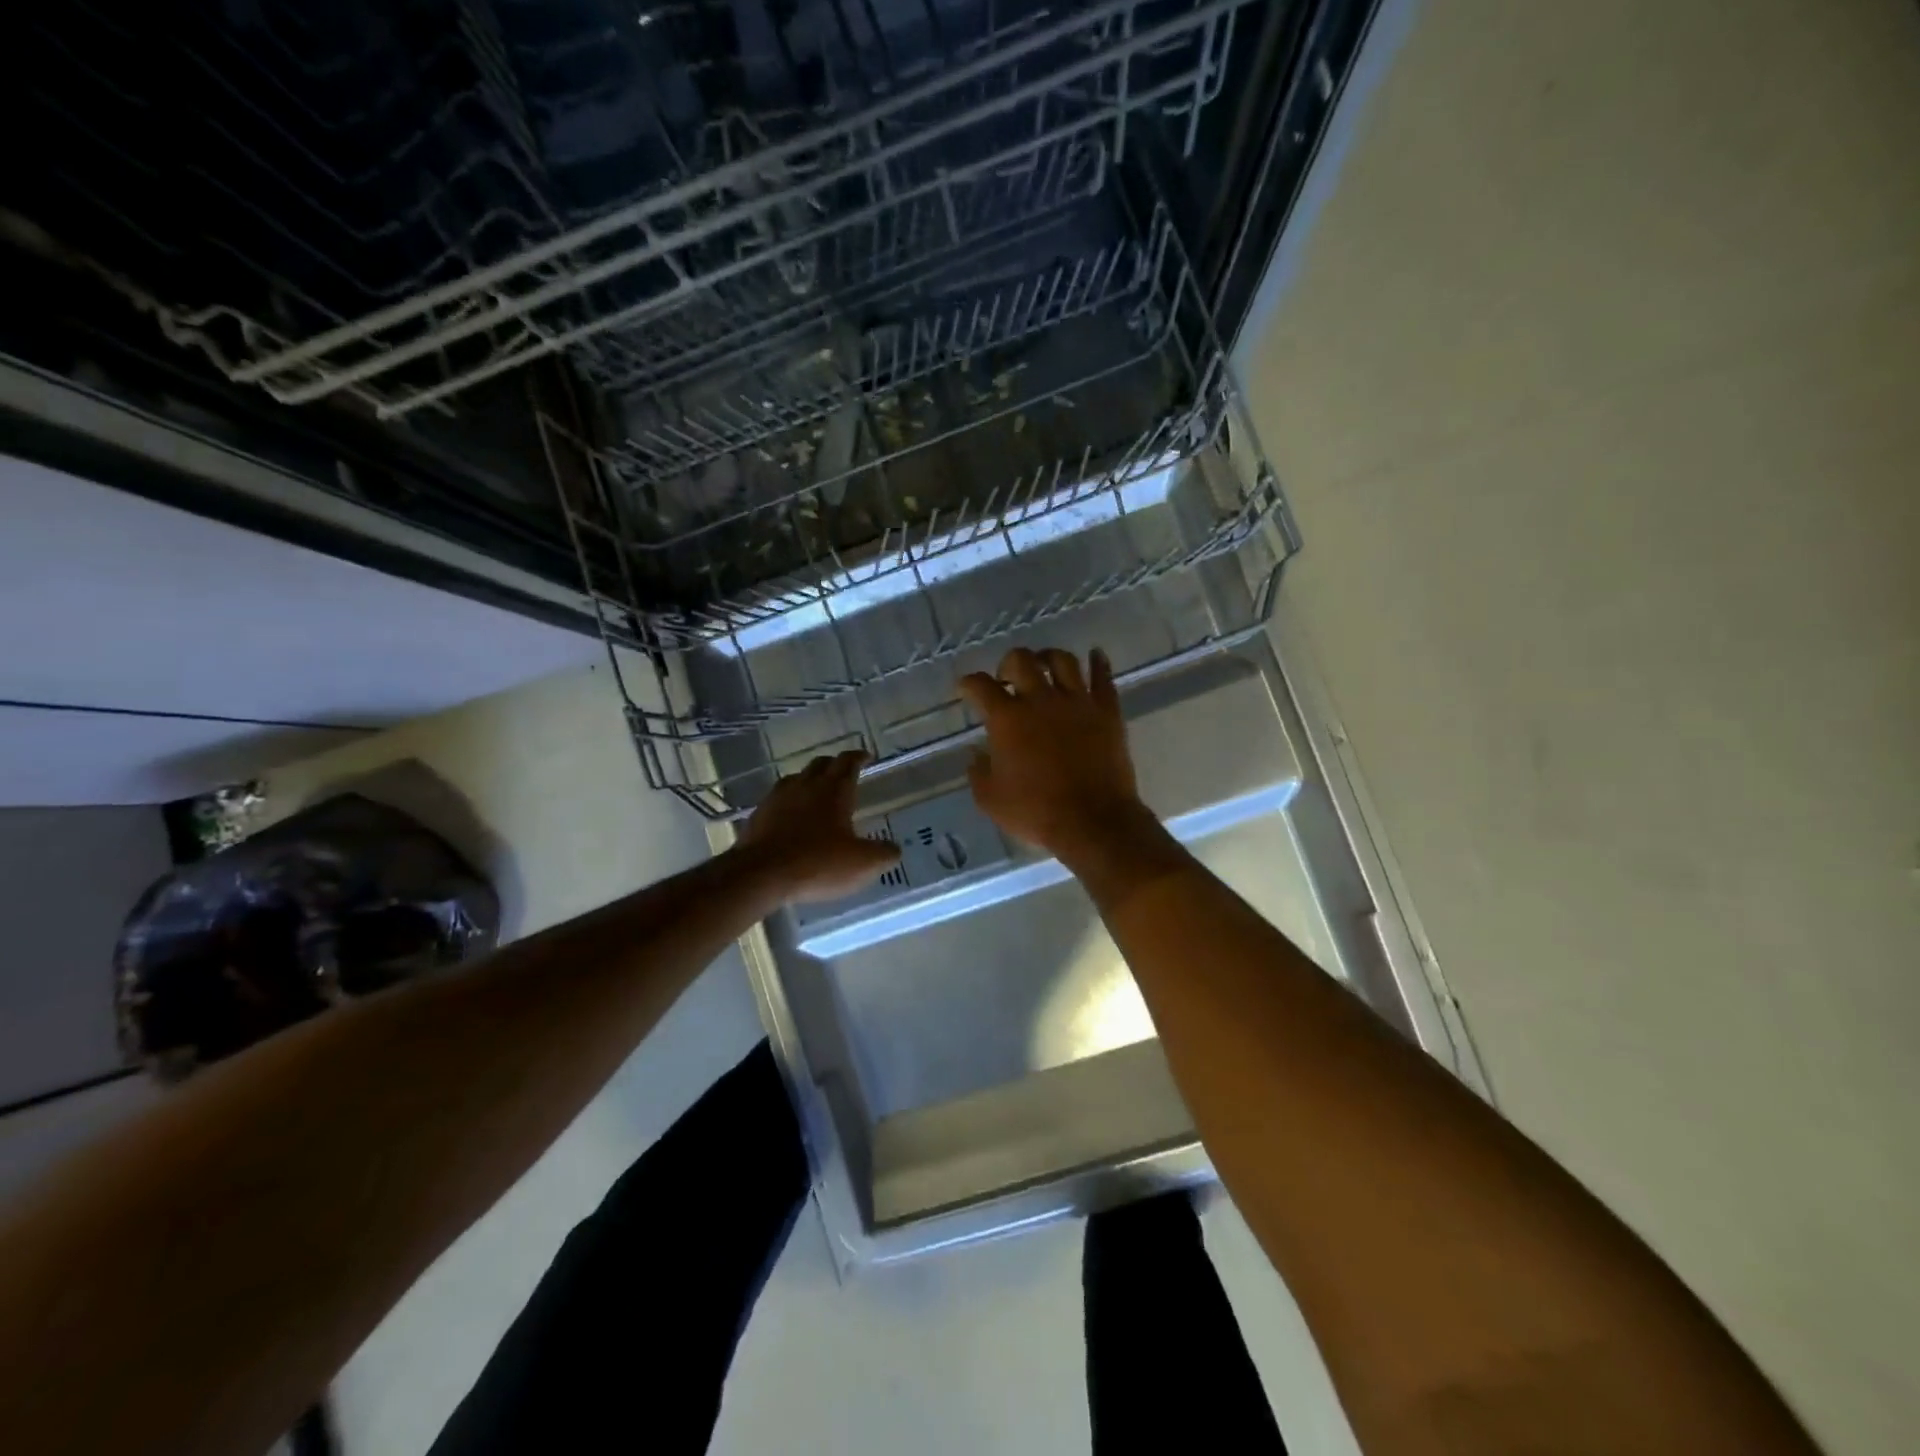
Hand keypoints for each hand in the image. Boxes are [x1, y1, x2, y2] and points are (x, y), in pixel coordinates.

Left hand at [736, 749, 900, 904]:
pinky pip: (777, 800)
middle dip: (834, 765)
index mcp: (834, 790)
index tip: (866, 756)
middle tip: (843, 773)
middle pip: (821, 764)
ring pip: (796, 779)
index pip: (848, 762)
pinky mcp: (758, 815)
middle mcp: (805, 786)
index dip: (859, 757)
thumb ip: (883, 854)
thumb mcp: (862, 863)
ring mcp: (777, 798)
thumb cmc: (817, 863)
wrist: (761, 874)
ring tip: (816, 793)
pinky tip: (790, 817)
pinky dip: (788, 803)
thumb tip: (894, 849)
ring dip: (809, 781)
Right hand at [957, 647, 1151, 859]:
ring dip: (1048, 657)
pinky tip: (1095, 655)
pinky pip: (1103, 677)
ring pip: (1063, 660)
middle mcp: (1040, 700)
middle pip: (1021, 660)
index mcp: (1007, 719)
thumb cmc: (1036, 812)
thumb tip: (978, 755)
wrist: (1093, 821)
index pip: (980, 685)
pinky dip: (1098, 662)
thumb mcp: (990, 799)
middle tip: (1007, 677)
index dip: (968, 683)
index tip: (966, 688)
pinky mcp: (1107, 711)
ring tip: (1045, 664)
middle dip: (1008, 664)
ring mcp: (1077, 702)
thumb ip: (978, 772)